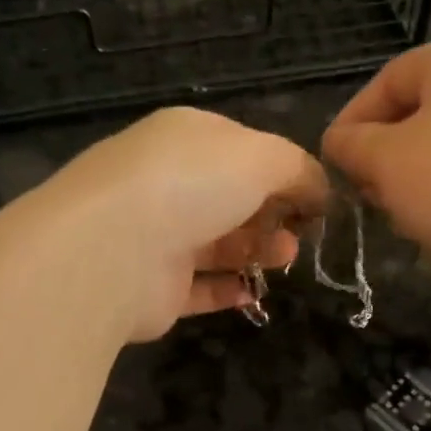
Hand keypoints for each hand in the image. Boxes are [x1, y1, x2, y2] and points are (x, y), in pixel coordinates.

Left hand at [38, 108, 329, 340]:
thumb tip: (319, 190)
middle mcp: (166, 182)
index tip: (315, 198)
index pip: (242, 148)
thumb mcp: (261, 156)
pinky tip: (252, 293)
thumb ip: (298, 169)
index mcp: (186, 138)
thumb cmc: (191, 185)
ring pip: (217, 242)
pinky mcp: (152, 287)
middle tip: (302, 233)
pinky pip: (198, 287)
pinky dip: (227, 290)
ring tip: (285, 258)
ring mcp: (155, 235)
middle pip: (231, 198)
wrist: (111, 250)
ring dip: (257, 250)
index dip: (282, 171)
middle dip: (273, 214)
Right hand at [323, 42, 430, 275]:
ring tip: (396, 208)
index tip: (335, 157)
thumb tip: (339, 142)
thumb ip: (349, 143)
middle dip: (384, 149)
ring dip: (413, 170)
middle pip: (421, 108)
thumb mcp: (382, 159)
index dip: (353, 117)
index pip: (389, 78)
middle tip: (364, 187)